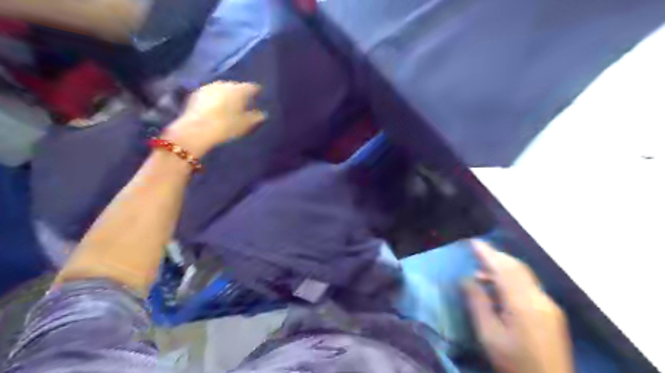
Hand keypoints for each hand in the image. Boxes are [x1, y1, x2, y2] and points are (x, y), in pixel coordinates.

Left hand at [161, 81, 266, 156]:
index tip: (259, 97)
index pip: (252, 87)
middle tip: (243, 104)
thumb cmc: (226, 126)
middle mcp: (224, 84)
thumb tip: (263, 113)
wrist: (197, 130)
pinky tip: (215, 108)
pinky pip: (210, 94)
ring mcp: (208, 87)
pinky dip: (215, 99)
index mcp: (239, 89)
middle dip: (240, 94)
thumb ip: (256, 117)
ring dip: (226, 96)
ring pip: (222, 89)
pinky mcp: (196, 94)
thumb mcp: (246, 124)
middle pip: (236, 87)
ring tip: (229, 106)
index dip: (257, 92)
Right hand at [464, 240, 573, 372]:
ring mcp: (549, 305)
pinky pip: (529, 285)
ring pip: (524, 275)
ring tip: (481, 273)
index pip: (503, 269)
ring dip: (503, 267)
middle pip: (516, 267)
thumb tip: (466, 279)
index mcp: (523, 304)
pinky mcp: (551, 312)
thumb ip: (477, 303)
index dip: (487, 253)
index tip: (472, 242)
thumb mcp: (488, 335)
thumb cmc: (514, 363)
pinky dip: (512, 278)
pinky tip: (500, 288)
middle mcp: (540, 299)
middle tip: (476, 252)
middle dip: (496, 256)